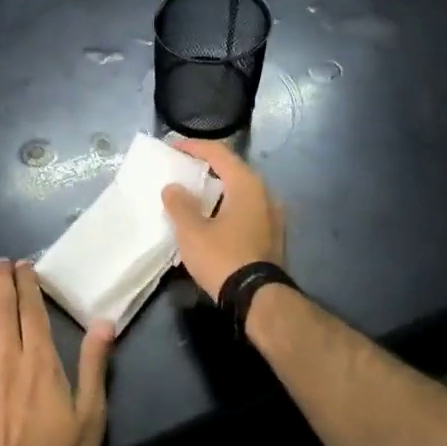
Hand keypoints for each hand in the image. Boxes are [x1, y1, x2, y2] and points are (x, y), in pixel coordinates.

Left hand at [0, 260, 113, 445]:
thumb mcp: (90, 415)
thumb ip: (94, 366)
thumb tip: (104, 323)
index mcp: (41, 361)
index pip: (32, 312)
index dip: (28, 285)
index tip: (25, 265)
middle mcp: (9, 359)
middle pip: (3, 311)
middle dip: (3, 283)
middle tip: (2, 263)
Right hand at [160, 138, 285, 298]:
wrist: (258, 298)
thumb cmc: (223, 257)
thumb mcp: (192, 231)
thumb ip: (180, 204)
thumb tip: (173, 187)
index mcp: (247, 184)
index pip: (219, 153)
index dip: (194, 147)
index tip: (173, 147)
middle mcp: (265, 194)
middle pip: (232, 171)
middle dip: (206, 169)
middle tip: (182, 171)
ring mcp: (273, 216)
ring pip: (240, 193)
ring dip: (217, 191)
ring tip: (193, 196)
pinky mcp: (273, 236)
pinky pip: (246, 211)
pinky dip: (227, 208)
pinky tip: (211, 220)